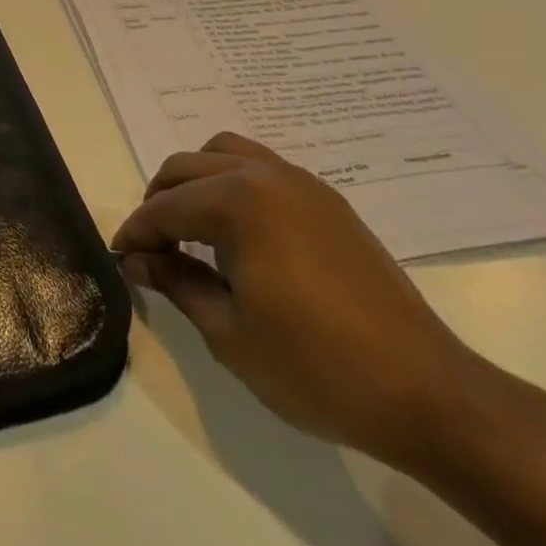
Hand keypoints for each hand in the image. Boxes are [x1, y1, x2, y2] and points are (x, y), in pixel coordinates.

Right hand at [112, 132, 487, 470]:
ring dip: (196, 183)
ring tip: (192, 231)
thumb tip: (137, 260)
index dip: (135, 234)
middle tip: (152, 249)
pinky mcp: (328, 201)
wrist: (425, 392)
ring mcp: (303, 183)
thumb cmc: (315, 367)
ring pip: (225, 154)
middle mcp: (266, 175)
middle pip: (188, 167)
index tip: (120, 260)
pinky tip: (239, 233)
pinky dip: (234, 185)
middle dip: (159, 202)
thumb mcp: (228, 332)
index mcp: (238, 202)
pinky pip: (263, 169)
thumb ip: (176, 283)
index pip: (165, 208)